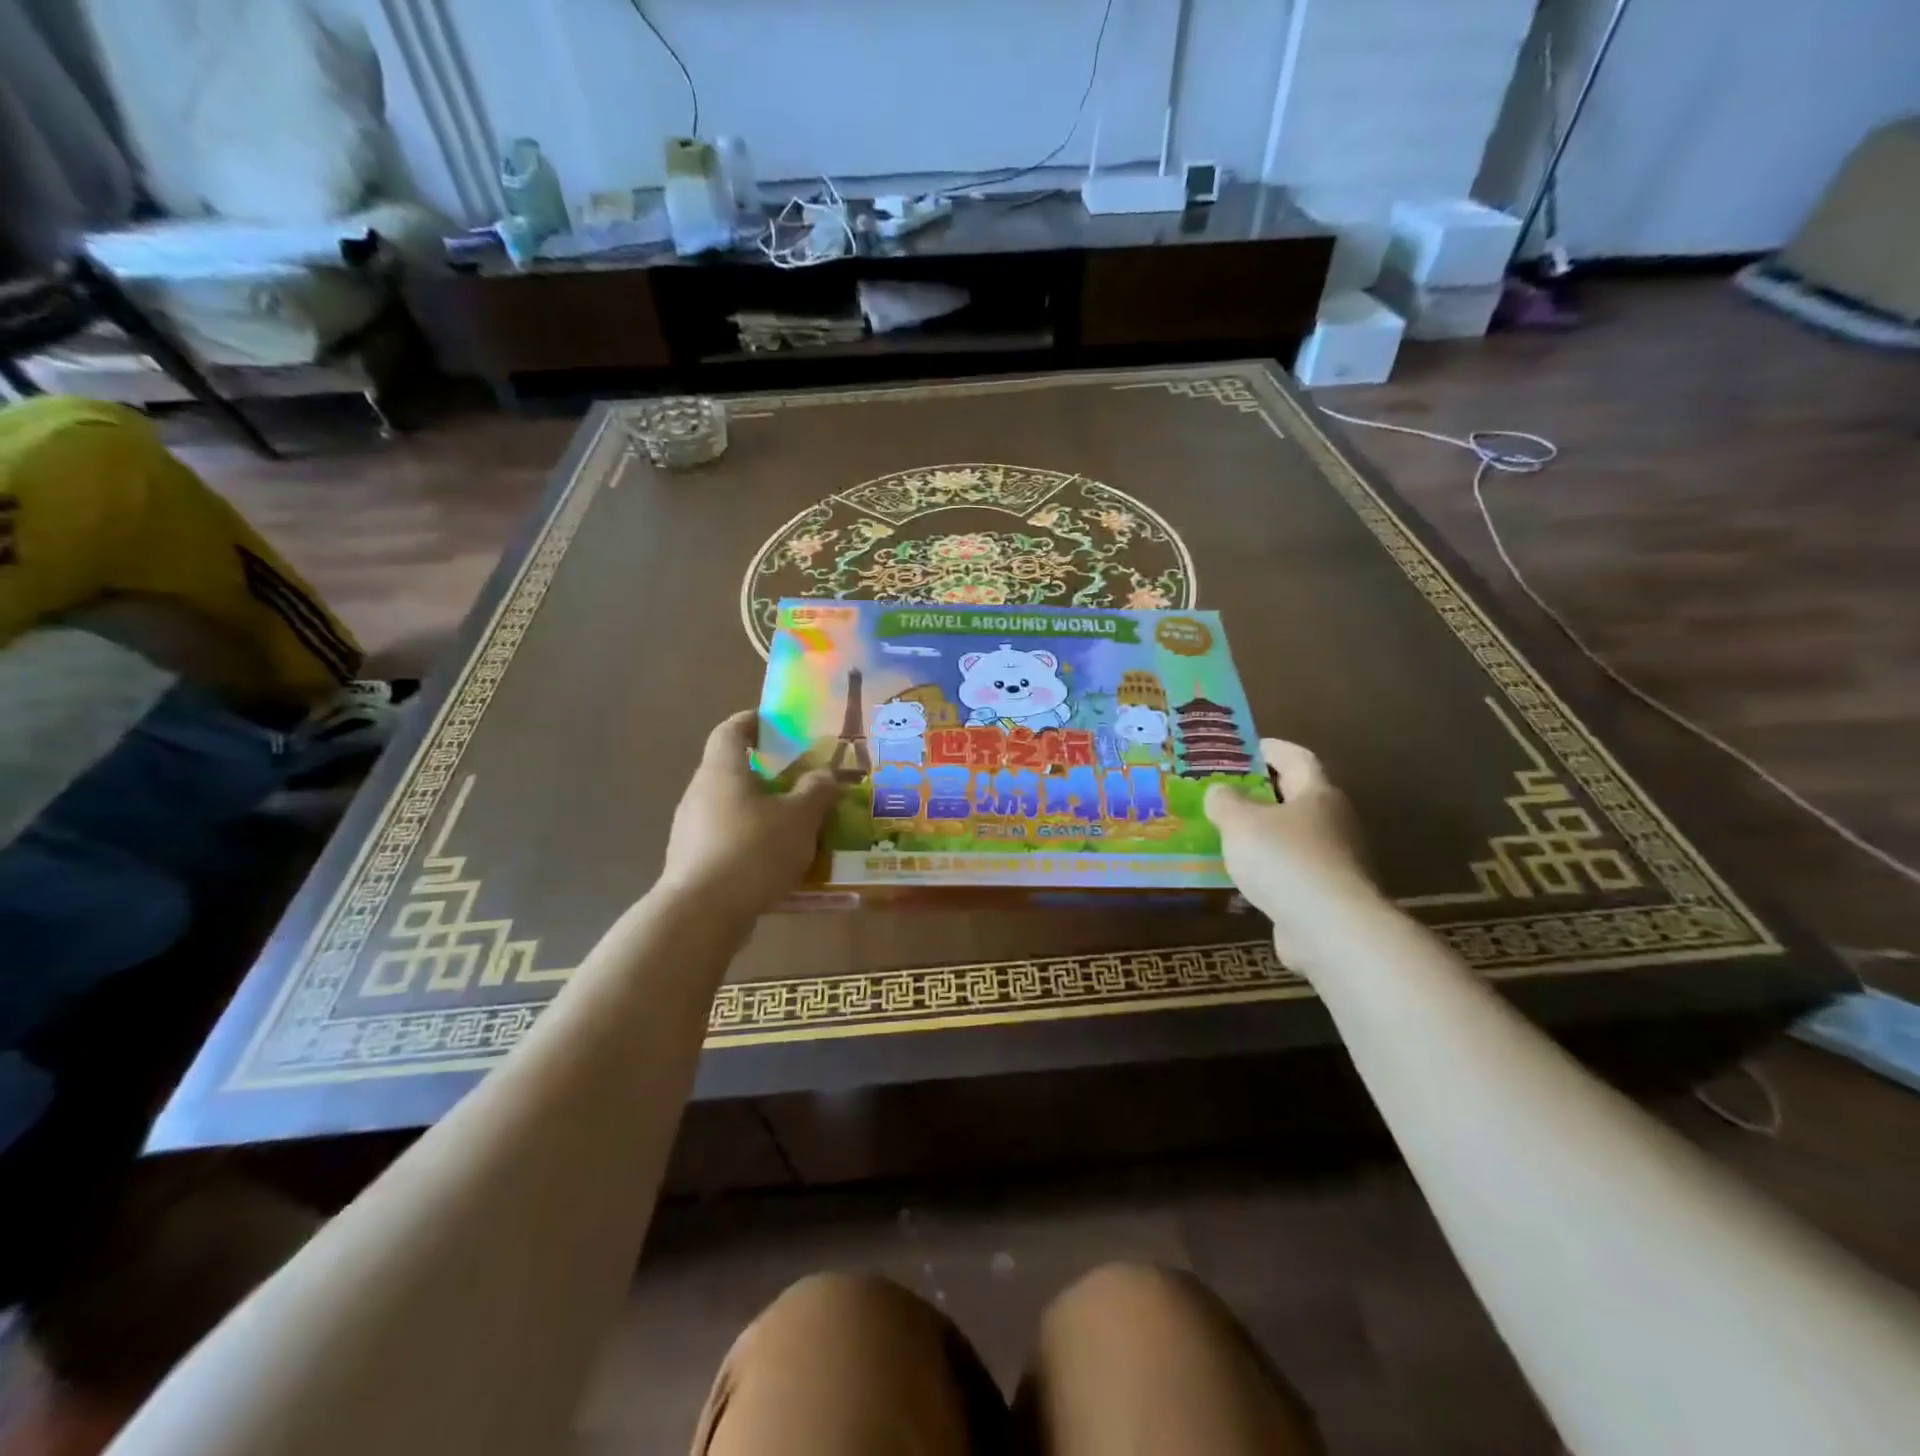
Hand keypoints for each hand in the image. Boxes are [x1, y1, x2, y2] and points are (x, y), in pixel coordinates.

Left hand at [660, 710, 838, 920]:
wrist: (702, 914)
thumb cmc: (753, 850)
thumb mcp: (800, 817)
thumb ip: (817, 790)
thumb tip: (826, 774)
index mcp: (723, 770)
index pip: (731, 730)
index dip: (753, 721)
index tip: (778, 724)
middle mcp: (700, 793)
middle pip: (734, 771)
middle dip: (768, 774)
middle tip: (803, 781)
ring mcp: (691, 830)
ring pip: (733, 809)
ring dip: (763, 812)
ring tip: (798, 826)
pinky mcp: (693, 863)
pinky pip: (729, 841)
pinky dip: (753, 843)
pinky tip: (779, 864)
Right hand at [1203, 739, 1382, 963]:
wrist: (1330, 929)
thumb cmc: (1285, 860)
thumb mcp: (1240, 823)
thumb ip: (1225, 802)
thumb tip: (1220, 791)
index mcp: (1317, 794)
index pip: (1296, 757)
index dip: (1270, 748)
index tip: (1244, 747)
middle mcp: (1334, 822)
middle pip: (1297, 797)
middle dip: (1263, 793)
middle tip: (1226, 792)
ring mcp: (1336, 861)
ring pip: (1295, 837)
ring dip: (1265, 834)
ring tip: (1228, 835)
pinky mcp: (1329, 895)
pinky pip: (1294, 871)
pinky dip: (1270, 869)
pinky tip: (1244, 877)